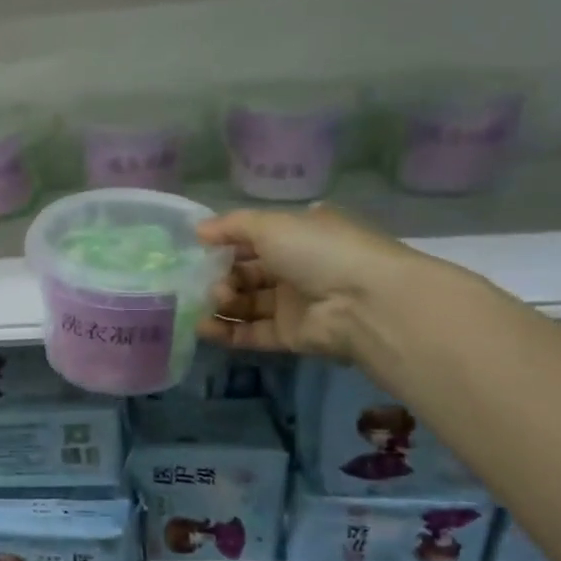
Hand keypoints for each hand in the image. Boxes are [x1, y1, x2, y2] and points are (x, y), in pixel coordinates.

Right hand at [195, 204, 424, 362]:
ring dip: (221, 302)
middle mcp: (296, 268)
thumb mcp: (272, 225)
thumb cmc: (318, 252)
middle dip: (220, 276)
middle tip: (207, 281)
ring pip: (246, 304)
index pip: (253, 238)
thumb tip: (198, 230)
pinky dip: (226, 332)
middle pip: (246, 273)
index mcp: (299, 235)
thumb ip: (231, 226)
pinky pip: (250, 333)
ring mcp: (293, 304)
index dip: (224, 243)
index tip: (197, 249)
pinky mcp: (289, 335)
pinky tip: (203, 328)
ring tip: (211, 301)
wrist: (363, 303)